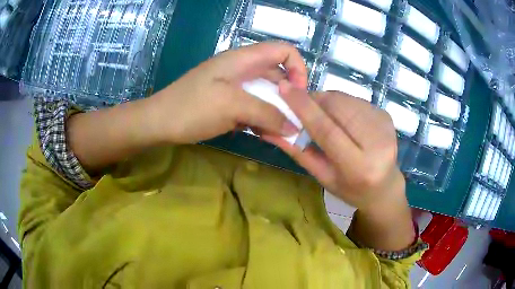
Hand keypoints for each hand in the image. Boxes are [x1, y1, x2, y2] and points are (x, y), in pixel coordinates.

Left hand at [145, 42, 307, 143]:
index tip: (299, 95)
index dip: (298, 68)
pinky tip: (261, 133)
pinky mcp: (227, 100)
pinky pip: (252, 105)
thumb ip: (266, 114)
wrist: (159, 122)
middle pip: (277, 75)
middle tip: (292, 122)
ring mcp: (234, 85)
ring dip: (274, 111)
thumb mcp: (232, 107)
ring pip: (265, 93)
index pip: (284, 51)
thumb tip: (293, 127)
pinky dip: (260, 118)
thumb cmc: (192, 108)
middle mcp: (241, 68)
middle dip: (288, 97)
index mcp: (243, 59)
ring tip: (277, 133)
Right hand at [263, 82, 405, 211]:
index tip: (283, 88)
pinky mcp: (387, 115)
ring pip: (345, 99)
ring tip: (325, 118)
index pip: (328, 130)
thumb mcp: (322, 176)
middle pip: (337, 107)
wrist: (384, 187)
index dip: (304, 107)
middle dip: (315, 100)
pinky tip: (343, 120)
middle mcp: (378, 144)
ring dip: (328, 102)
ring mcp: (385, 126)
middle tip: (302, 105)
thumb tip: (270, 129)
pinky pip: (355, 100)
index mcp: (359, 167)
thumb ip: (298, 151)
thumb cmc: (350, 189)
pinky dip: (342, 104)